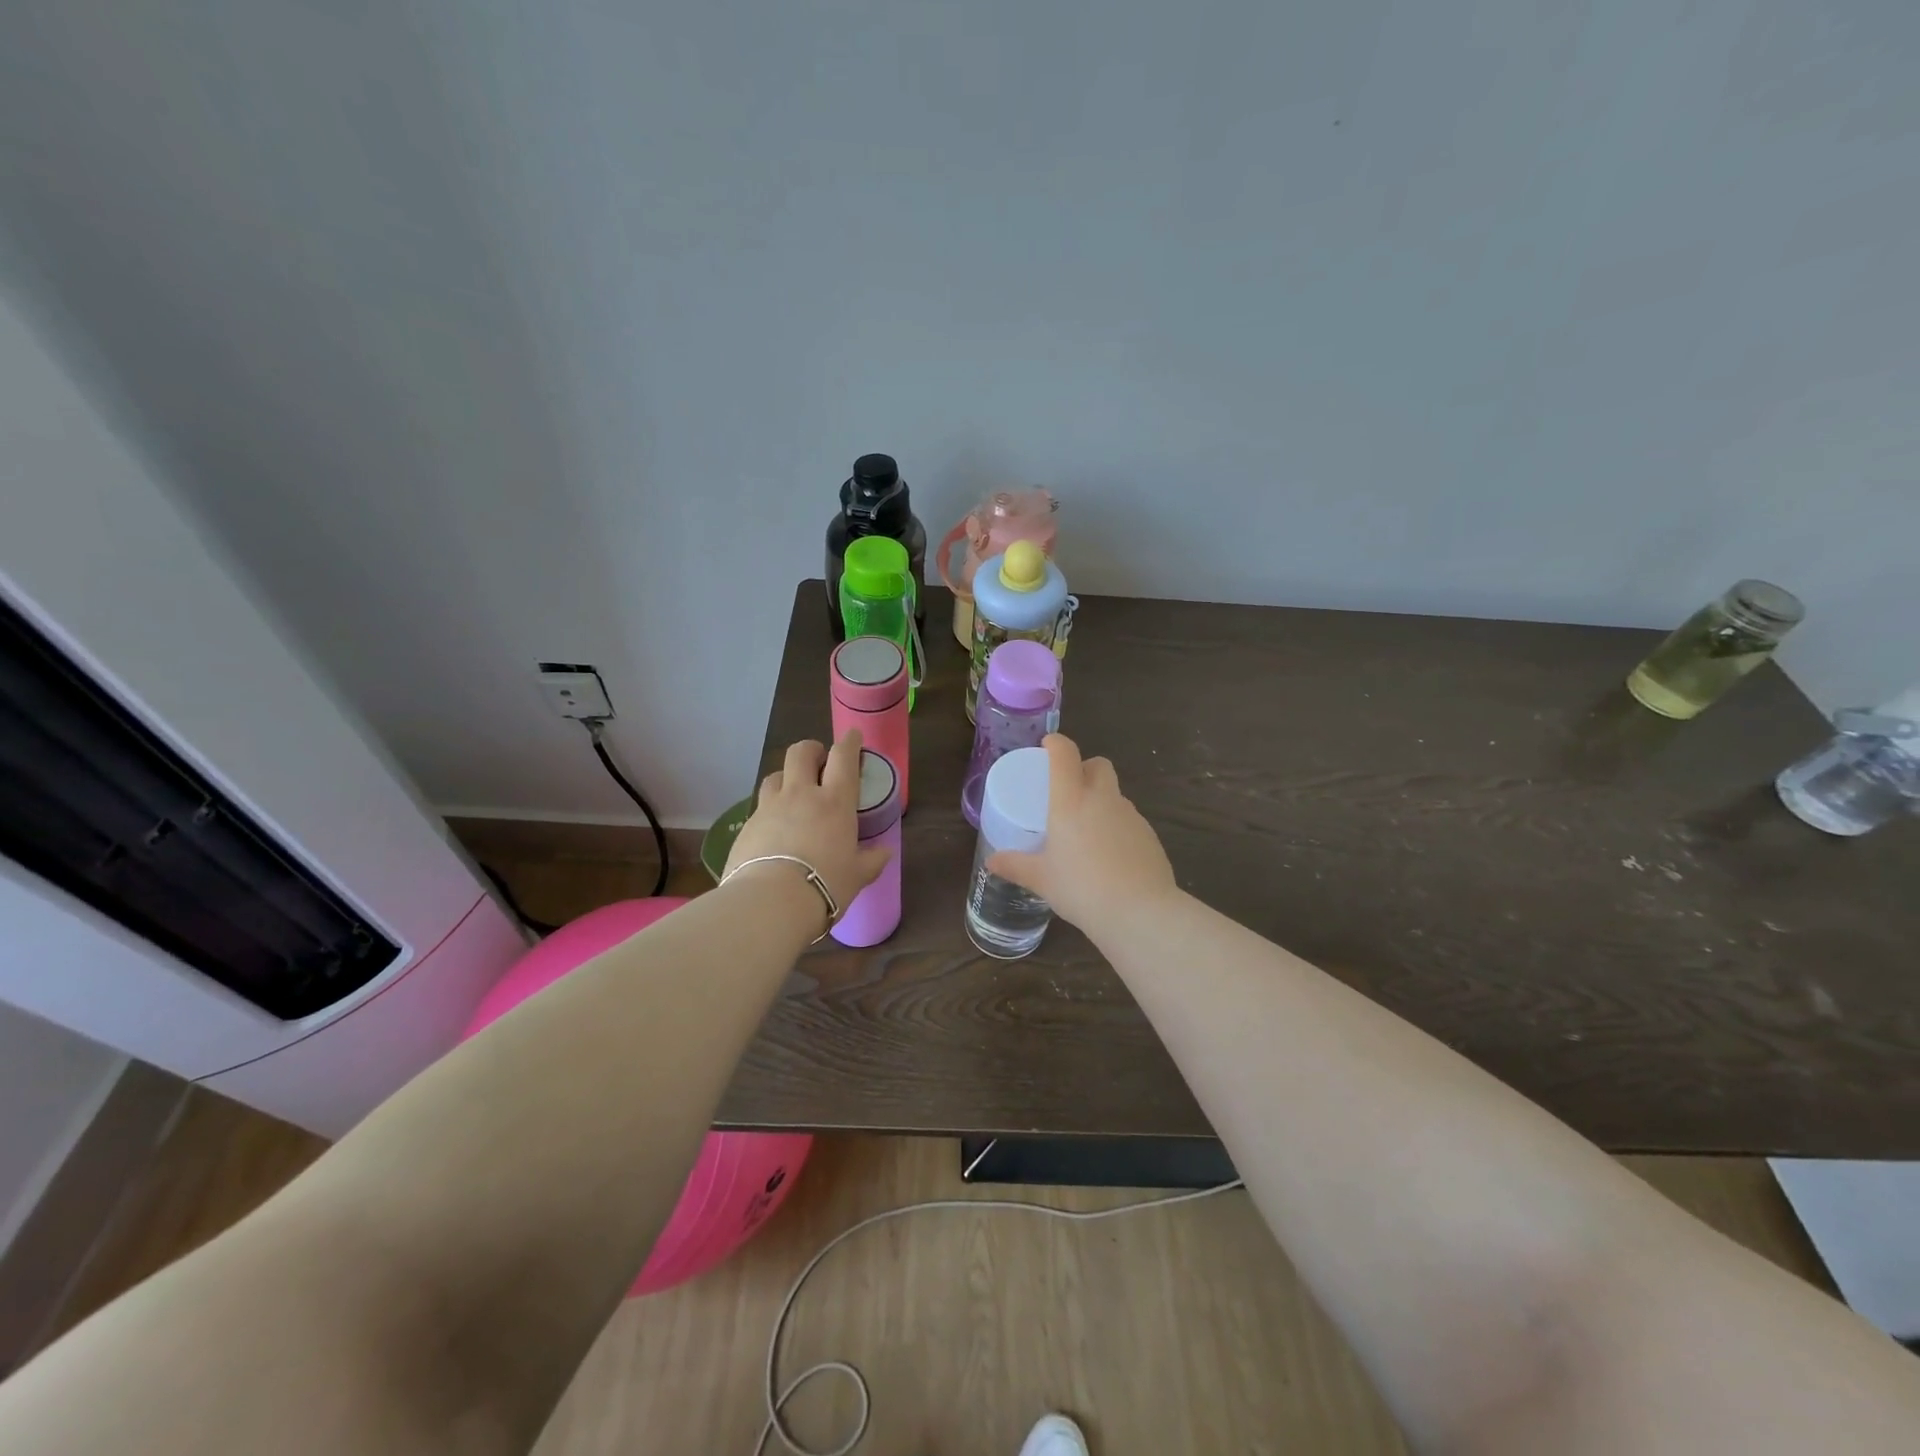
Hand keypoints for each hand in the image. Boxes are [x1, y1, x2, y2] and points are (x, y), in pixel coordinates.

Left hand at [726, 731, 889, 916]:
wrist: (770, 902)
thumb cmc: (825, 884)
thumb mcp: (857, 876)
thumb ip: (871, 860)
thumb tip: (884, 852)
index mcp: (835, 801)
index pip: (843, 757)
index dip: (849, 742)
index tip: (852, 737)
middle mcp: (801, 795)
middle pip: (801, 752)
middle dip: (811, 750)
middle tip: (819, 762)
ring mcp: (770, 807)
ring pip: (775, 775)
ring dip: (786, 778)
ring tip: (792, 794)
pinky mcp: (746, 826)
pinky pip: (759, 807)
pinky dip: (769, 811)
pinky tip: (773, 830)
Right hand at [987, 734, 1177, 931]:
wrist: (1139, 912)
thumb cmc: (1081, 888)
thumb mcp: (1041, 879)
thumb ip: (1015, 866)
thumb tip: (991, 862)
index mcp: (1071, 801)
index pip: (1065, 754)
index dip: (1056, 743)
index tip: (1047, 746)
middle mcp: (1103, 799)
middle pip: (1098, 765)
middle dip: (1084, 768)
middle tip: (1068, 791)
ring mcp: (1131, 816)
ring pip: (1115, 794)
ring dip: (1101, 800)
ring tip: (1086, 831)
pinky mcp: (1150, 835)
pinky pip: (1129, 820)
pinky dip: (1117, 827)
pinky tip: (1109, 855)